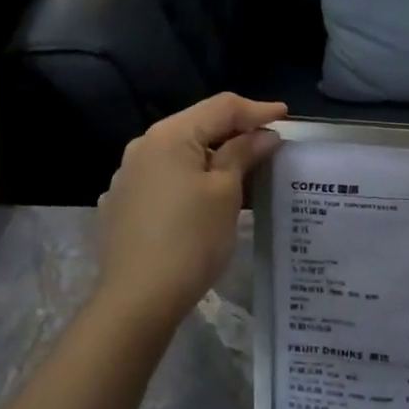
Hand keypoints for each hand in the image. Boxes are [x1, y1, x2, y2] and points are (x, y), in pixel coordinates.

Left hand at [96, 94, 285, 329]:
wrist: (136, 301)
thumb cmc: (190, 240)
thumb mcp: (225, 192)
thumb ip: (243, 154)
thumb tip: (263, 135)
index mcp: (169, 135)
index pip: (221, 107)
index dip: (257, 110)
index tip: (286, 117)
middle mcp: (143, 146)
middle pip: (198, 125)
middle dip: (236, 131)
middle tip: (270, 142)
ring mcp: (128, 176)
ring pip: (181, 153)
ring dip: (214, 157)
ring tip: (245, 170)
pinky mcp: (122, 204)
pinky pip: (165, 178)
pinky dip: (191, 178)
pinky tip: (206, 198)